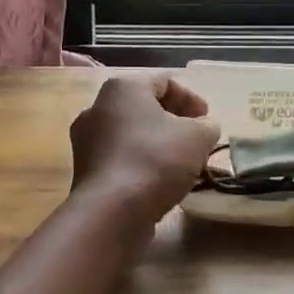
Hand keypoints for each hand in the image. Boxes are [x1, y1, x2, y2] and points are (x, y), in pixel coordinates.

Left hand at [69, 74, 221, 221]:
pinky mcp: (85, 170)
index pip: (164, 81)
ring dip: (158, 144)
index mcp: (123, 88)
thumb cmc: (156, 160)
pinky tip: (160, 181)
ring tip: (181, 163)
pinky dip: (141, 163)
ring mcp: (86, 140)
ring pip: (131, 134)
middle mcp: (97, 107)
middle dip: (174, 121)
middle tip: (197, 139)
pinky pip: (120, 158)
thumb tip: (204, 127)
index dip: (191, 99)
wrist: (111, 211)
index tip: (208, 120)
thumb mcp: (197, 137)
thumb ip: (207, 126)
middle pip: (145, 107)